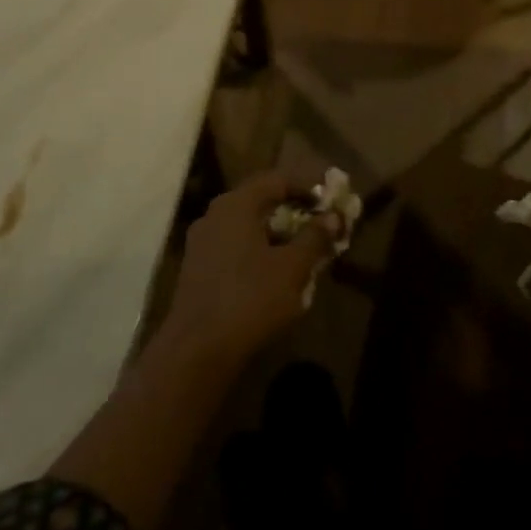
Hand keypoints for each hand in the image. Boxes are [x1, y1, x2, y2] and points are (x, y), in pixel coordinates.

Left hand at [161, 172, 340, 363]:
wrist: (198, 350)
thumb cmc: (250, 298)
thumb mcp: (292, 268)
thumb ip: (315, 238)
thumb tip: (333, 216)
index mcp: (236, 204)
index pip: (277, 179)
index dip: (306, 187)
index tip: (329, 201)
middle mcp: (215, 214)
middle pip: (260, 201)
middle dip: (292, 211)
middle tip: (319, 225)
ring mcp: (202, 242)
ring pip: (247, 226)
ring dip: (276, 233)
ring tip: (302, 251)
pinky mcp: (197, 268)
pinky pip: (234, 246)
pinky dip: (258, 250)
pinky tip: (274, 273)